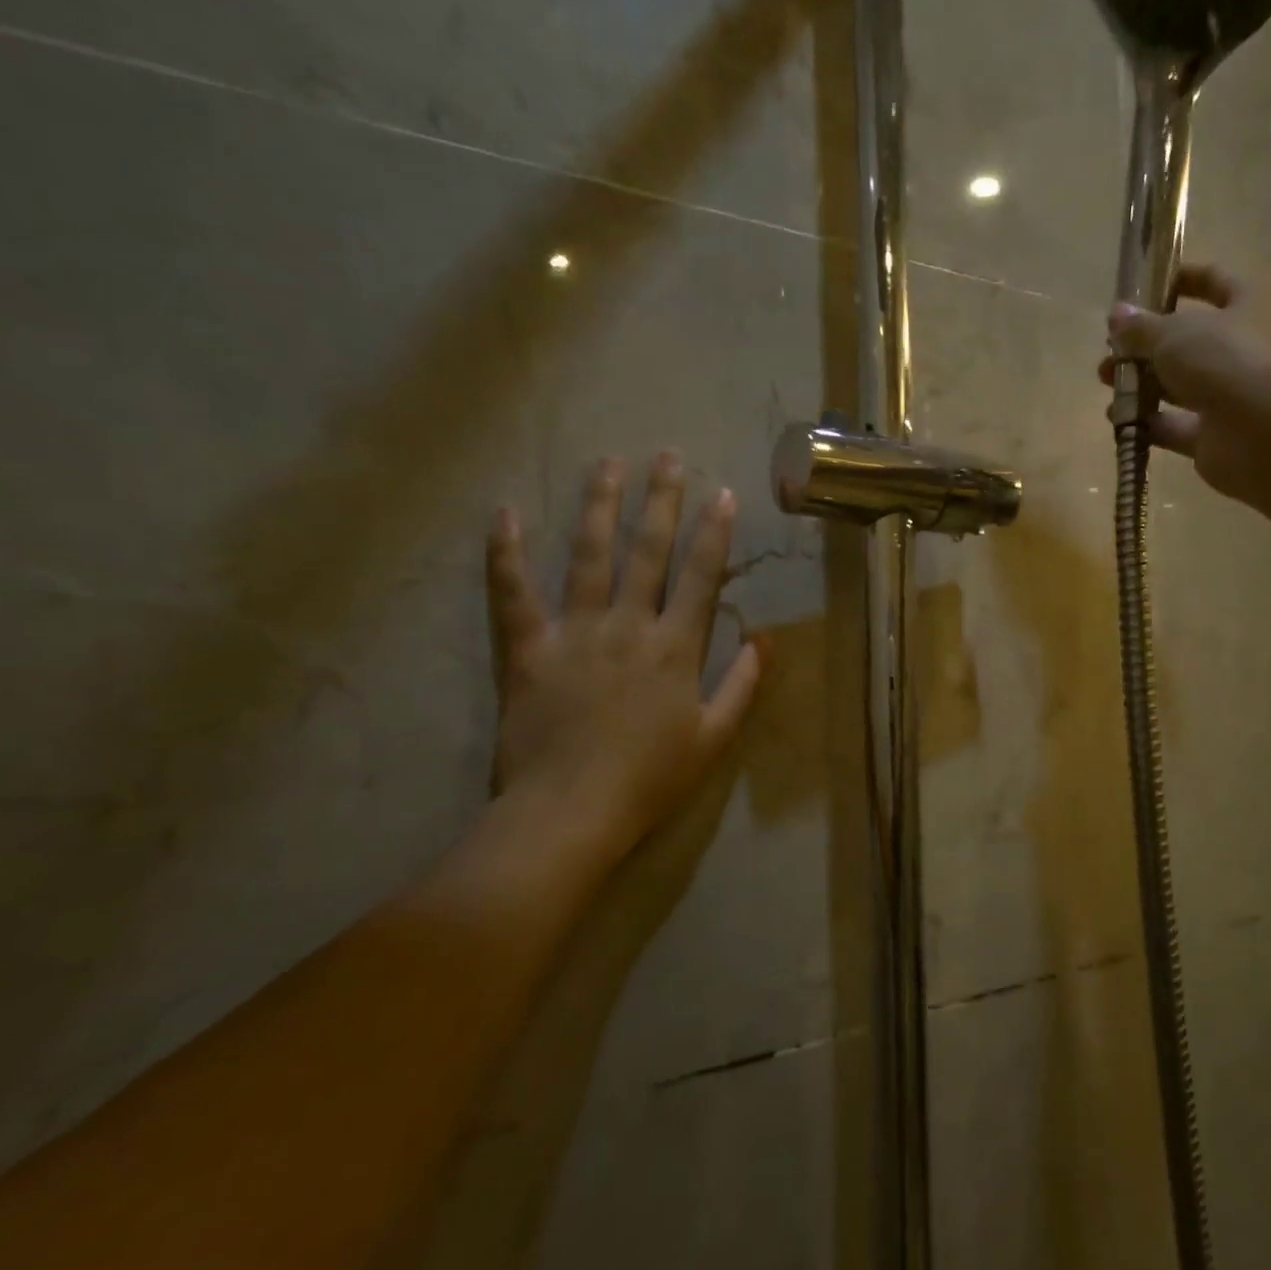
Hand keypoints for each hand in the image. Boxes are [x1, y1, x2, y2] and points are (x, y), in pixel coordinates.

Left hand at [484, 452, 761, 878]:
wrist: (569, 813)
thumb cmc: (650, 779)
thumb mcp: (713, 738)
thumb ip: (743, 686)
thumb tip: (765, 640)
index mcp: (675, 648)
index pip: (701, 576)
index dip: (714, 533)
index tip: (722, 493)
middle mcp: (627, 626)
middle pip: (648, 551)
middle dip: (661, 500)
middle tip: (667, 456)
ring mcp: (574, 632)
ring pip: (588, 555)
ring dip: (599, 506)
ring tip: (607, 463)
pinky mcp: (526, 648)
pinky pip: (512, 592)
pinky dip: (505, 552)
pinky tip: (505, 512)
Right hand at [1100, 263, 1270, 503]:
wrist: (1262, 432)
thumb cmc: (1225, 359)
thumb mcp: (1173, 333)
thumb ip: (1141, 327)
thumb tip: (1117, 315)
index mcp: (1254, 301)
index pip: (1215, 280)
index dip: (1178, 280)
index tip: (1140, 288)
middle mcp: (1250, 345)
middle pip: (1191, 340)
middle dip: (1146, 345)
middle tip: (1111, 350)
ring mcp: (1234, 394)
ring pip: (1181, 384)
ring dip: (1142, 383)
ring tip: (1107, 383)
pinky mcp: (1217, 435)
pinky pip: (1177, 425)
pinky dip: (1149, 422)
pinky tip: (1118, 419)